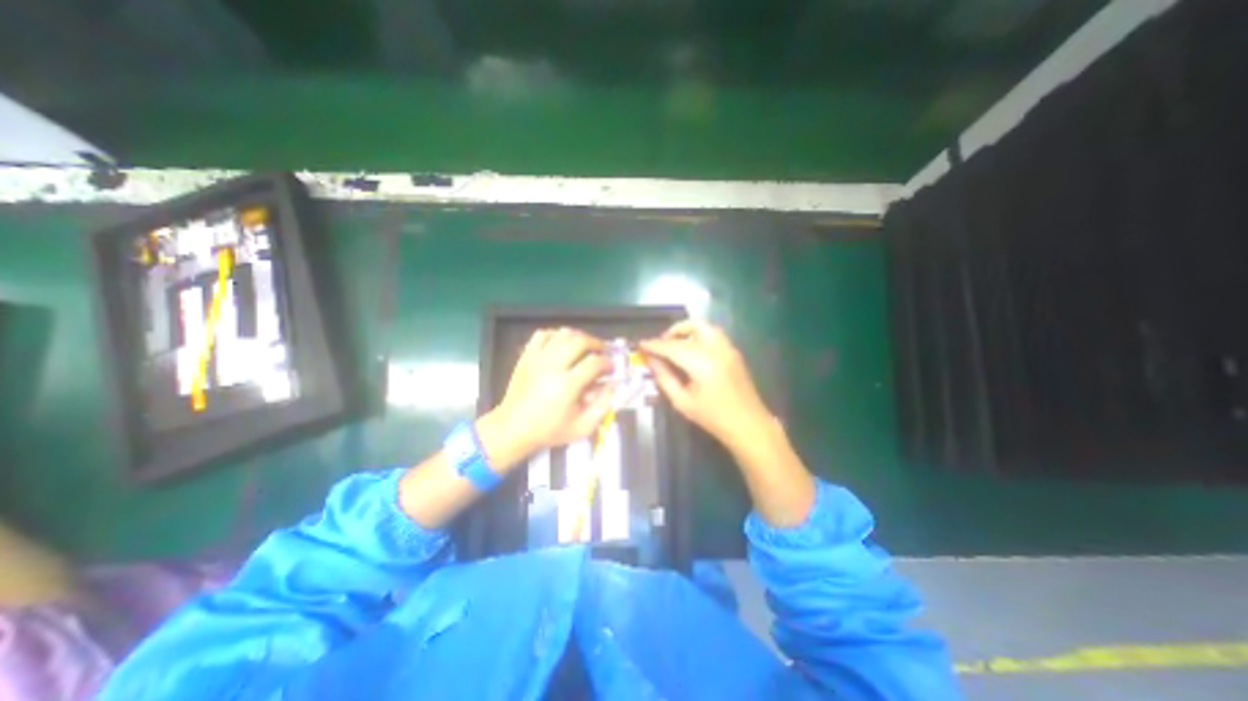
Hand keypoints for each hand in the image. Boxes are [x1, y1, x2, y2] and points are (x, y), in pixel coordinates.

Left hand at [481, 328, 612, 464]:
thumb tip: (614, 384)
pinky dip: (556, 335)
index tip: (611, 368)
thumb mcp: (582, 427)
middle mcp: (552, 366)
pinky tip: (563, 344)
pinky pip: (543, 334)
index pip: (594, 362)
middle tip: (602, 352)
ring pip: (563, 334)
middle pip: (580, 341)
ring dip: (579, 337)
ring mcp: (537, 358)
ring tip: (585, 347)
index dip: (607, 363)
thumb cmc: (549, 430)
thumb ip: (603, 406)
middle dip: (596, 343)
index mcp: (567, 385)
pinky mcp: (526, 356)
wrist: (513, 428)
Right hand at [643, 323, 772, 449]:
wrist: (749, 425)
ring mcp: (728, 348)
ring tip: (675, 343)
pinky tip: (691, 350)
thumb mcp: (683, 402)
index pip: (673, 347)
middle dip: (672, 332)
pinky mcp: (734, 352)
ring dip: (687, 330)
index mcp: (702, 364)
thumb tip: (651, 361)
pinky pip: (714, 334)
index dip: (655, 345)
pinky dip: (699, 335)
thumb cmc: (713, 418)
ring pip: (705, 326)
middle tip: (660, 343)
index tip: (641, 344)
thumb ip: (665, 378)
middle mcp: (717, 350)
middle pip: (692, 327)